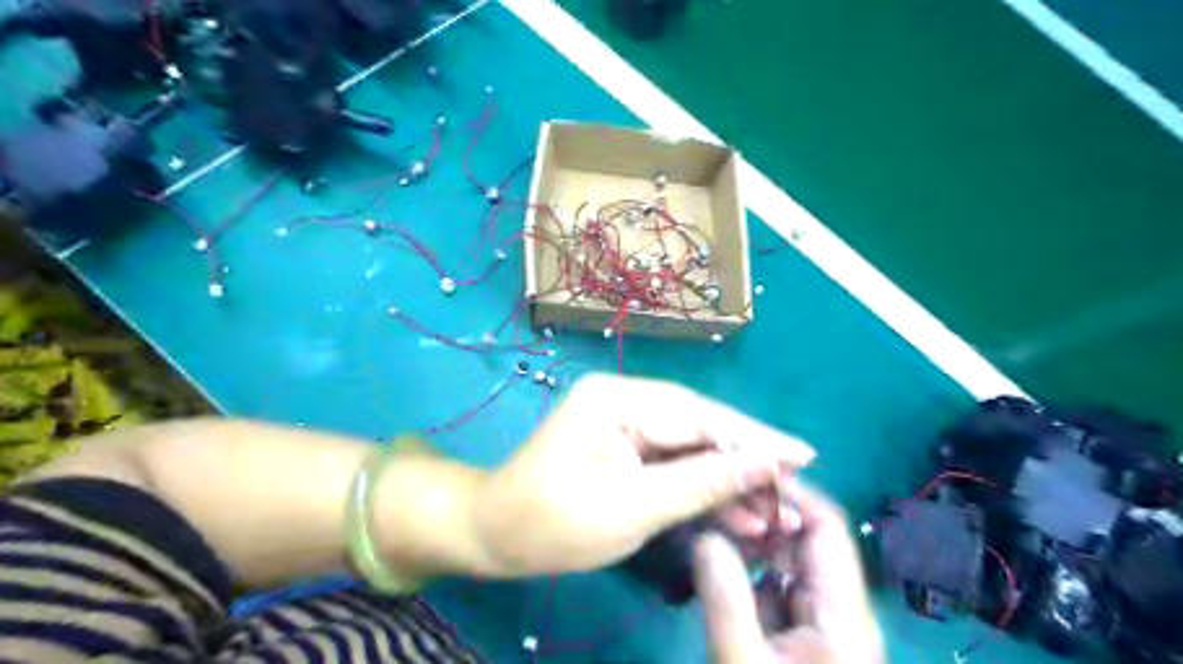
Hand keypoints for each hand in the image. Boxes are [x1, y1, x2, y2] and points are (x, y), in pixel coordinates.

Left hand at [471, 376, 815, 576]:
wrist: (496, 533)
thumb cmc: (553, 523)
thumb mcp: (632, 508)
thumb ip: (701, 483)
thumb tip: (764, 465)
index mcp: (617, 399)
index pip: (699, 415)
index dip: (754, 438)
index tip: (804, 456)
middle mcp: (623, 396)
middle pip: (699, 425)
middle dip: (746, 459)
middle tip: (792, 489)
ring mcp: (623, 417)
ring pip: (690, 443)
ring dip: (728, 475)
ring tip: (770, 509)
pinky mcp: (624, 440)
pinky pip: (672, 457)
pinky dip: (702, 482)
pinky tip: (733, 506)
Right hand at [696, 485, 876, 660]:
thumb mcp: (743, 663)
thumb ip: (726, 600)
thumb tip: (707, 535)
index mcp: (843, 614)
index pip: (826, 526)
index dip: (788, 493)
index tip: (742, 473)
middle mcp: (838, 608)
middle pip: (803, 538)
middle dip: (758, 514)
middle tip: (712, 502)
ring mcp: (818, 621)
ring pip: (783, 560)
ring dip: (747, 540)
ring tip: (705, 528)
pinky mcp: (798, 633)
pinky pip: (772, 584)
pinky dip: (744, 570)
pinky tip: (712, 566)